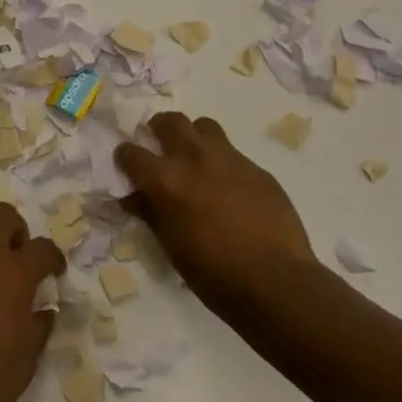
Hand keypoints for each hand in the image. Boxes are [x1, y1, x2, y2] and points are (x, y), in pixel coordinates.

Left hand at [0, 202, 65, 401]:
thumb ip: (39, 324)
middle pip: (1, 216)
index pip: (41, 247)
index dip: (54, 257)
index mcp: (13, 273)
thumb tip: (44, 309)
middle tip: (23, 260)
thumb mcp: (28, 356)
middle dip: (17, 230)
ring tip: (0, 286)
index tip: (56, 273)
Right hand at [114, 112, 318, 313]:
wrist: (275, 281)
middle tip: (160, 147)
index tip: (127, 165)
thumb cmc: (213, 273)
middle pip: (169, 121)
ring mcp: (229, 158)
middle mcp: (194, 157)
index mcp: (165, 179)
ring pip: (204, 126)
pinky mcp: (256, 167)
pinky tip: (230, 188)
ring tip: (196, 159)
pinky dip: (223, 162)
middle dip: (159, 129)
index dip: (125, 157)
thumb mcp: (171, 246)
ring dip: (194, 137)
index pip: (131, 153)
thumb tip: (134, 198)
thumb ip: (150, 213)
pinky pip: (233, 153)